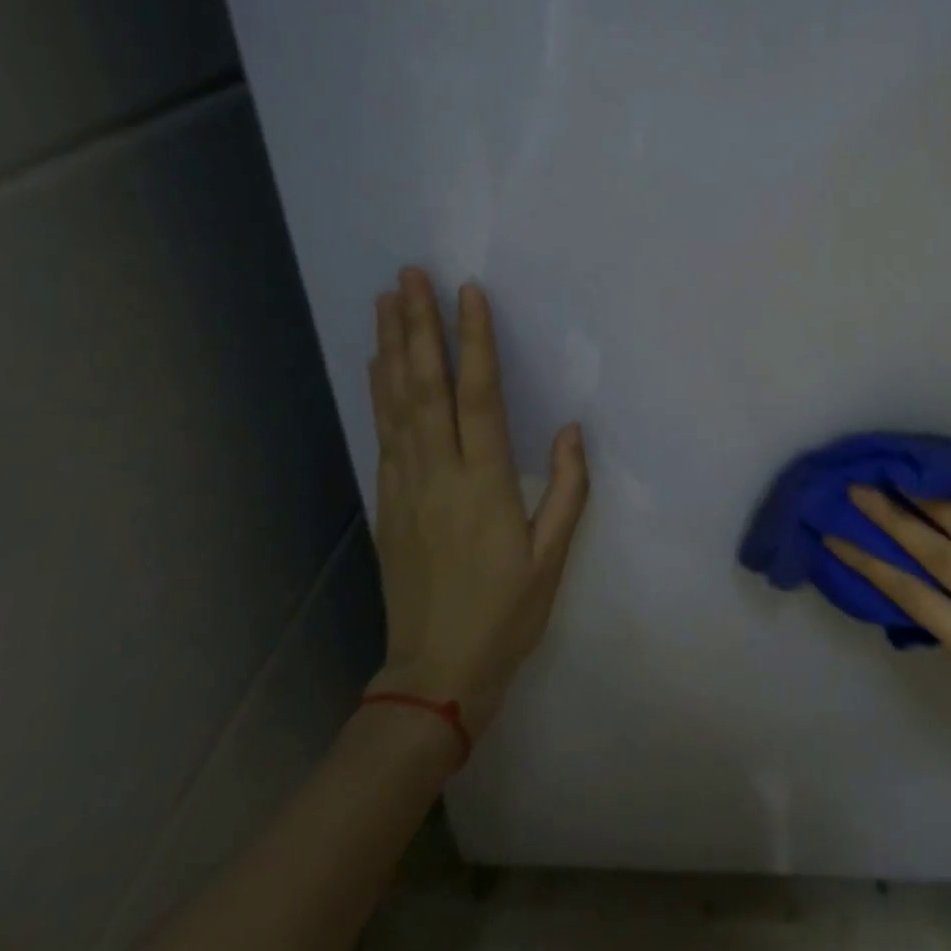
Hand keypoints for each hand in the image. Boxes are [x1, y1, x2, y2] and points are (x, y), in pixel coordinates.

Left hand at [364, 269, 588, 740]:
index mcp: (484, 485)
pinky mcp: (388, 502)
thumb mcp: (552, 558)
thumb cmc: (506, 615)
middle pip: (426, 388)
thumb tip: (571, 430)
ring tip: (387, 303)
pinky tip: (378, 366)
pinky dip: (380, 392)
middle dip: (418, 327)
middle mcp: (438, 475)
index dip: (474, 342)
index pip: (479, 397)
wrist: (436, 672)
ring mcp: (405, 487)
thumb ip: (567, 490)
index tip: (468, 294)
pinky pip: (384, 433)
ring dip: (391, 349)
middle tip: (410, 277)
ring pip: (396, 404)